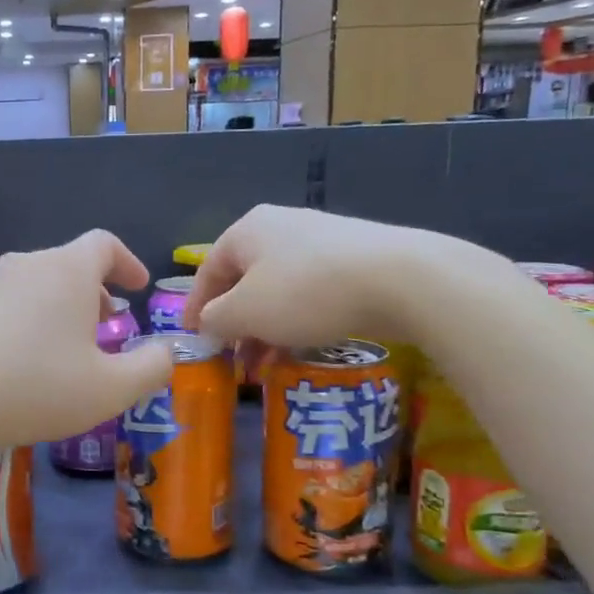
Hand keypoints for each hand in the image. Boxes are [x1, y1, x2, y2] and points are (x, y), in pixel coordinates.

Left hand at [0, 230, 174, 450]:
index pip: (104, 244)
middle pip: (69, 264)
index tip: (137, 288)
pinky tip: (23, 361)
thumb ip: (151, 368)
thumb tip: (165, 352)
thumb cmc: (35, 386)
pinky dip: (28, 321)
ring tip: (67, 348)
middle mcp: (26, 265)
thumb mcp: (109, 389)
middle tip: (108, 325)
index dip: (128, 262)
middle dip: (95, 291)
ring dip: (60, 308)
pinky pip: (8, 304)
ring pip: (37, 285)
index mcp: (66, 270)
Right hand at [183, 206, 444, 350]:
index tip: (193, 340)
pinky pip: (311, 293)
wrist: (401, 279)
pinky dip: (297, 321)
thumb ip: (215, 319)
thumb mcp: (244, 312)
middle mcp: (280, 227)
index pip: (207, 271)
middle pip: (244, 281)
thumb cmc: (304, 292)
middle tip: (232, 360)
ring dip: (265, 329)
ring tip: (265, 366)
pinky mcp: (355, 259)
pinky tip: (301, 348)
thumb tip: (208, 324)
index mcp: (247, 230)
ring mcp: (321, 241)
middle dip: (234, 325)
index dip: (195, 308)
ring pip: (278, 291)